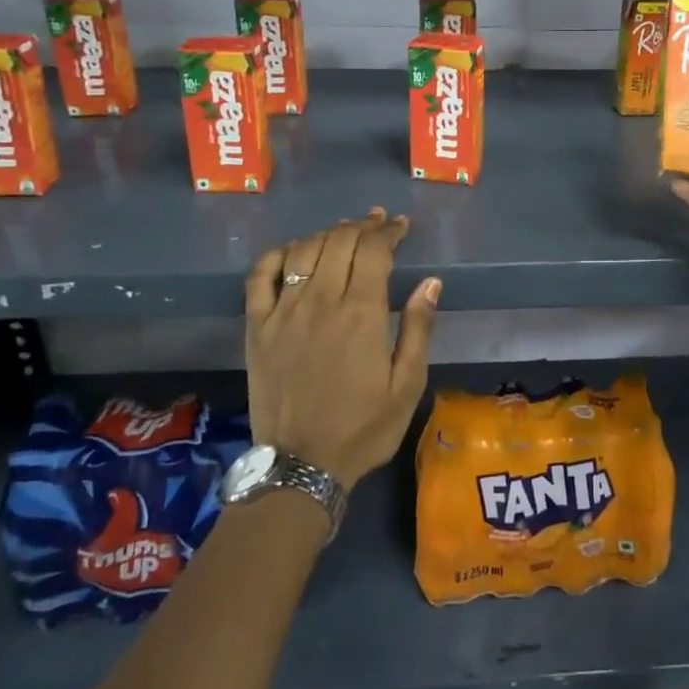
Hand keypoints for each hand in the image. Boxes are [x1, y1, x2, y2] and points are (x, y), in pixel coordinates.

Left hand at [244, 208, 439, 489]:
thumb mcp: (407, 385)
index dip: (389, 231)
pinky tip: (292, 252)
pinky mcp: (256, 327)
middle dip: (362, 225)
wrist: (301, 466)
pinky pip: (259, 276)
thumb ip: (419, 329)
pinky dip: (277, 255)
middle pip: (339, 241)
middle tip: (377, 223)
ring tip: (342, 232)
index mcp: (361, 313)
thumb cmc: (363, 427)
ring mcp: (283, 312)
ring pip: (302, 250)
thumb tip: (431, 282)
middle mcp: (321, 301)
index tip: (400, 226)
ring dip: (326, 234)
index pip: (374, 250)